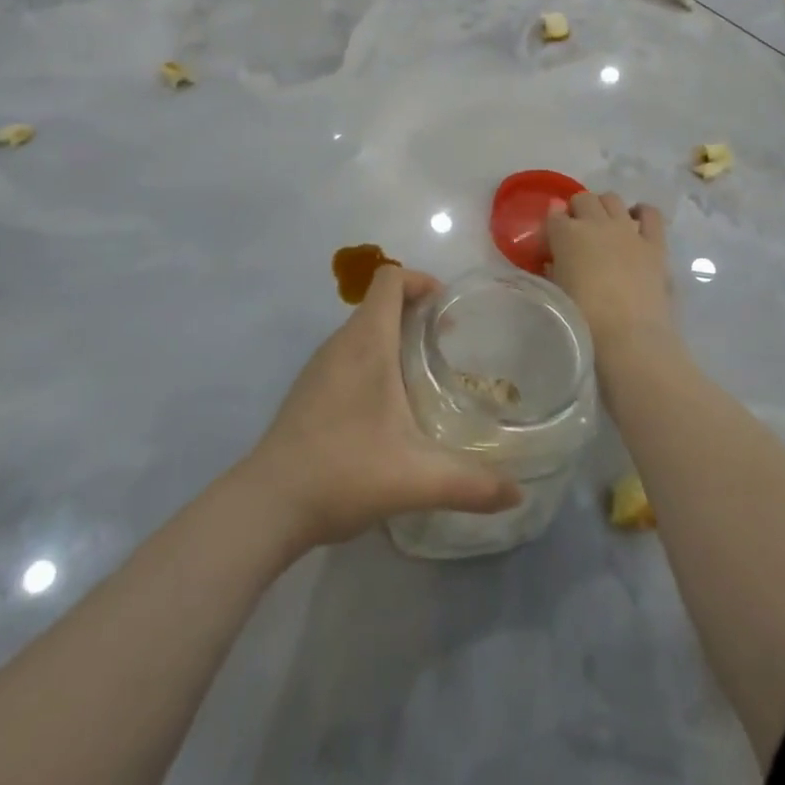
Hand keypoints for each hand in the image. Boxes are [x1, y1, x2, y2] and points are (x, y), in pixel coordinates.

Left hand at [243, 265, 522, 549]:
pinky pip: (348, 355)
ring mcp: (319, 367)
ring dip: (394, 336)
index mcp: (366, 342)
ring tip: (424, 374)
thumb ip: (472, 484)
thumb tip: (518, 493)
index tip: (447, 309)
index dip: (420, 281)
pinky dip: (374, 359)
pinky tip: (389, 407)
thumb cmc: (343, 472)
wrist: (267, 505)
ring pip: (363, 331)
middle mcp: (340, 344)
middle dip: (416, 311)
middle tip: (448, 344)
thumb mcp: (417, 479)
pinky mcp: (309, 391)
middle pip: (379, 302)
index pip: (389, 278)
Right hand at [544, 193, 675, 361]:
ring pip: (612, 198)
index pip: (554, 214)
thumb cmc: (584, 318)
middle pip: (583, 199)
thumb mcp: (558, 290)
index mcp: (566, 235)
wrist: (628, 335)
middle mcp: (596, 222)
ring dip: (605, 207)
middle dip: (578, 210)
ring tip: (605, 226)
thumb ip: (555, 267)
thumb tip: (555, 261)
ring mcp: (627, 229)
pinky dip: (641, 213)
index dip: (554, 224)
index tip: (555, 237)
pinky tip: (636, 223)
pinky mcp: (654, 242)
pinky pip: (650, 213)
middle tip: (579, 231)